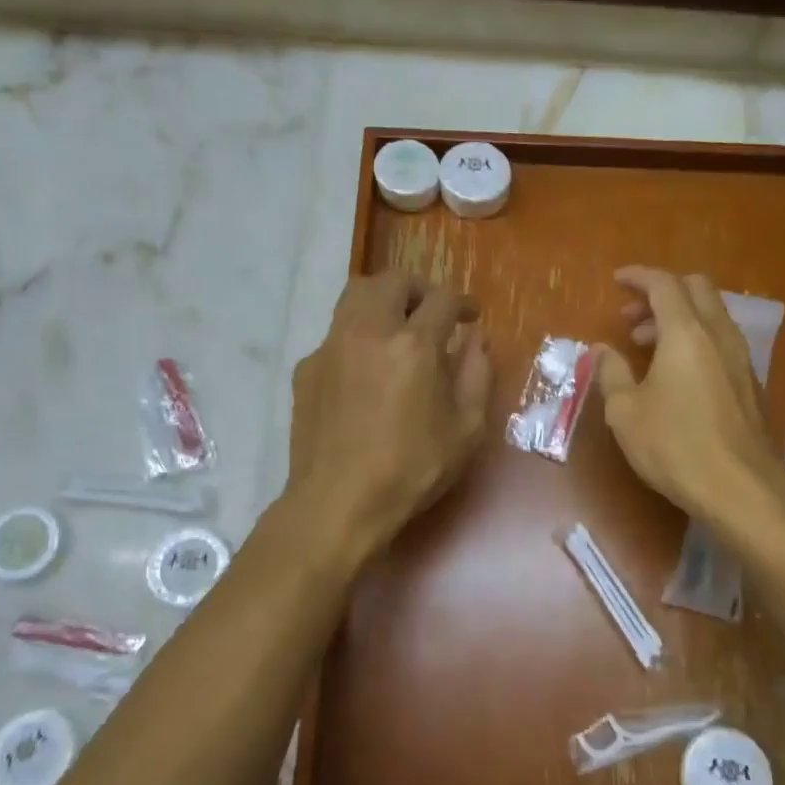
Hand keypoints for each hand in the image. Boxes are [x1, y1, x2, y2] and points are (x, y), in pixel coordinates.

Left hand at [287, 270, 493, 552]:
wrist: (337, 502)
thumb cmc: (411, 470)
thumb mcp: (466, 430)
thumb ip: (477, 376)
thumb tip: (477, 340)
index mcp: (413, 345)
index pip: (442, 299)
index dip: (463, 302)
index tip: (471, 316)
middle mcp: (368, 331)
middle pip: (391, 281)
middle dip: (418, 289)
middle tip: (432, 312)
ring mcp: (331, 347)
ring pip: (355, 296)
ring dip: (383, 301)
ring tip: (397, 329)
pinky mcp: (307, 368)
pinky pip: (336, 333)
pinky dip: (357, 336)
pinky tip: (366, 370)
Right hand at [594, 266, 784, 528]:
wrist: (741, 488)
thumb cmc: (675, 446)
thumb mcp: (626, 412)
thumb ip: (611, 373)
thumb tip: (603, 350)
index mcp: (686, 333)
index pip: (664, 284)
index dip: (638, 276)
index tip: (617, 280)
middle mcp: (718, 335)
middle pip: (696, 289)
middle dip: (661, 292)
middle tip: (631, 316)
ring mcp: (740, 358)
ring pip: (711, 314)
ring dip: (678, 317)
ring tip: (645, 345)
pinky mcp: (749, 382)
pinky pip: (720, 340)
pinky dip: (695, 339)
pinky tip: (675, 372)